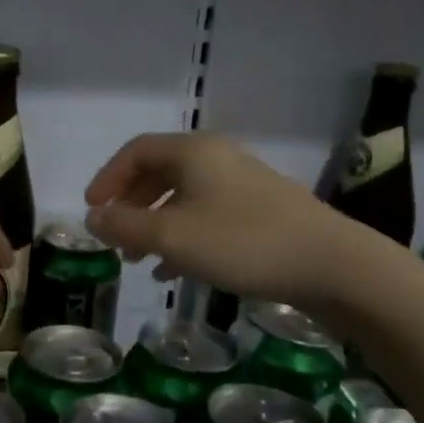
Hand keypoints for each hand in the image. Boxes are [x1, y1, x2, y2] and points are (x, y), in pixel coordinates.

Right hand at [84, 133, 358, 308]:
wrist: (331, 265)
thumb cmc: (241, 242)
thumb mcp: (172, 236)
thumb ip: (125, 225)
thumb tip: (93, 217)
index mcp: (193, 153)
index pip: (136, 151)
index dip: (107, 178)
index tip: (92, 210)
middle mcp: (216, 159)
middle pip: (158, 173)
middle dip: (130, 205)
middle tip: (115, 238)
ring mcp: (241, 185)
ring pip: (182, 198)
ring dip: (154, 225)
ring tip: (139, 259)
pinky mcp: (260, 212)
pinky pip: (206, 216)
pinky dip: (182, 237)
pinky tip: (173, 271)